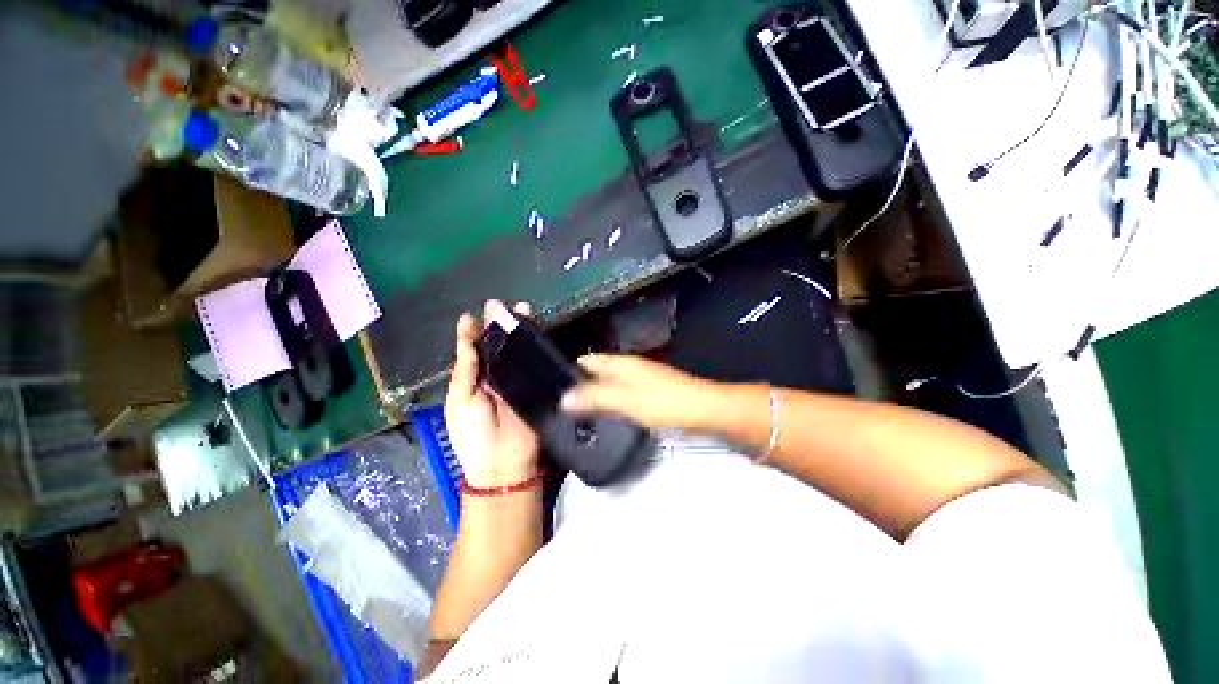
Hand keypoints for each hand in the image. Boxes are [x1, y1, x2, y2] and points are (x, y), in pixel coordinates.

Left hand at [445, 300, 539, 487]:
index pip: (474, 352)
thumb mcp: (460, 402)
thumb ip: (465, 371)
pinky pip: (534, 366)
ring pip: (518, 352)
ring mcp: (518, 381)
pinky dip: (536, 350)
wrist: (504, 464)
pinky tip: (537, 333)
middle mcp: (496, 377)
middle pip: (499, 348)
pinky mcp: (535, 387)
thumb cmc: (473, 435)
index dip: (474, 334)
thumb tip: (466, 339)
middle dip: (501, 327)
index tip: (474, 316)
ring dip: (520, 333)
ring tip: (523, 310)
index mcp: (474, 381)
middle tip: (502, 306)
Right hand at [560, 354, 716, 431]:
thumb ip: (594, 397)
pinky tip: (608, 416)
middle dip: (581, 384)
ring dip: (596, 394)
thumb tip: (563, 398)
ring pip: (612, 384)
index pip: (589, 360)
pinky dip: (612, 403)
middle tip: (560, 404)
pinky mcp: (652, 394)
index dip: (571, 369)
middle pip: (599, 371)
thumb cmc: (663, 402)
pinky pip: (624, 395)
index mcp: (621, 364)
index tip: (551, 384)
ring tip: (578, 413)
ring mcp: (642, 380)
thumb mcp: (624, 400)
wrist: (704, 410)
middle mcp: (630, 368)